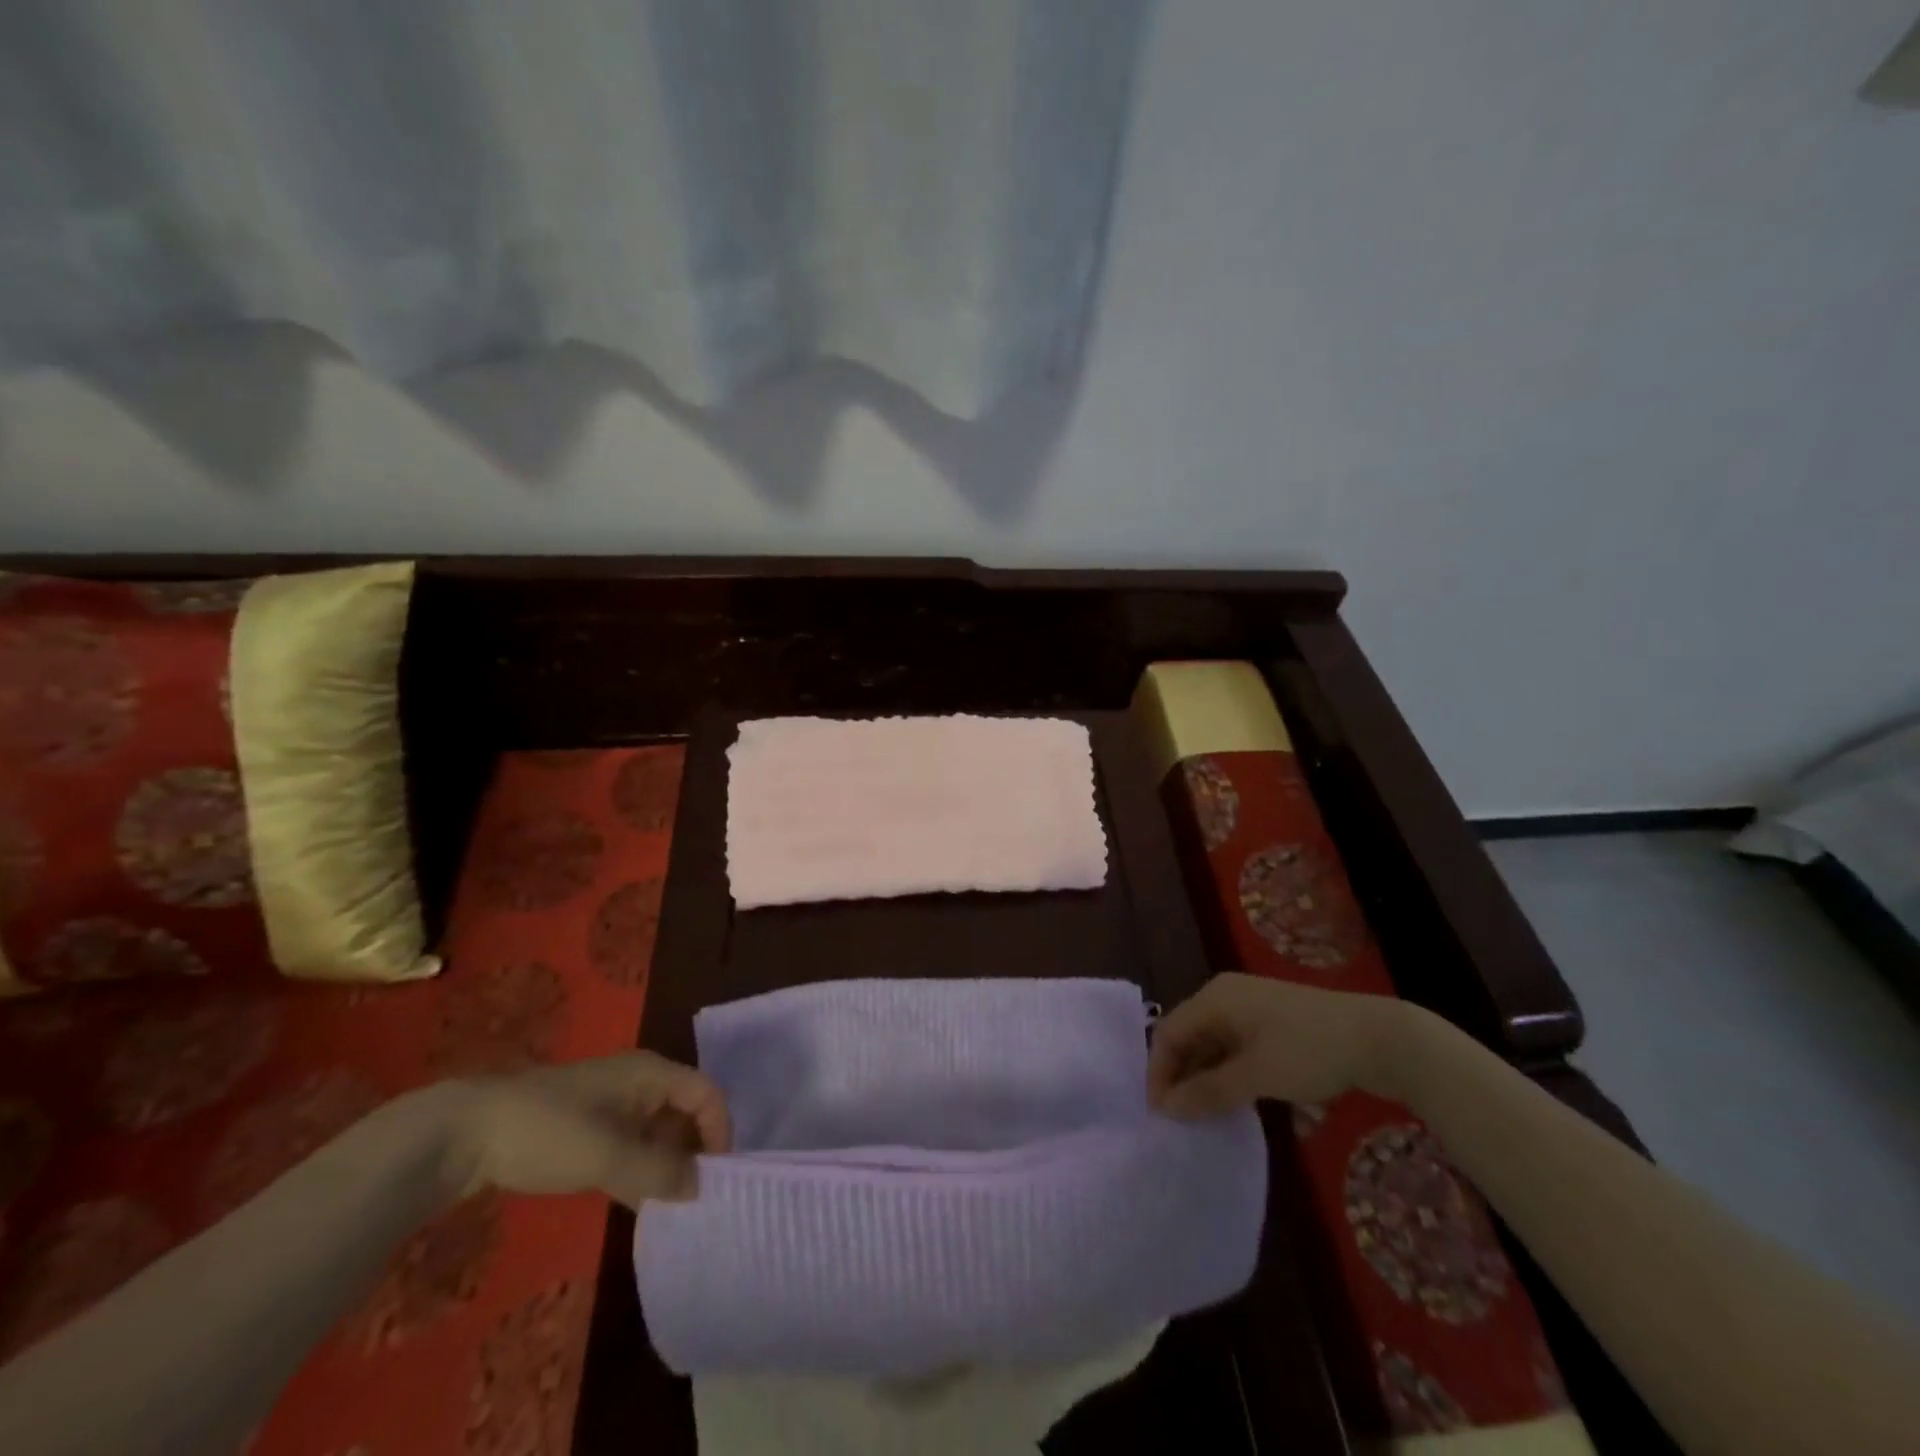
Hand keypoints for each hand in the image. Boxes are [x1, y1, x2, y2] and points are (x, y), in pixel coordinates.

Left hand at [449, 1052, 732, 1209]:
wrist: (466, 1132)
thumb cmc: (549, 1132)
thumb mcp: (608, 1156)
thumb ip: (659, 1173)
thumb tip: (702, 1188)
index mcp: (651, 1073)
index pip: (706, 1093)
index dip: (719, 1130)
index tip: (716, 1177)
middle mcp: (638, 1080)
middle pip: (685, 1110)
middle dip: (694, 1150)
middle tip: (693, 1197)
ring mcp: (610, 1101)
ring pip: (657, 1129)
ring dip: (666, 1163)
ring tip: (667, 1205)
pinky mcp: (586, 1123)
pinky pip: (631, 1141)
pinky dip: (640, 1166)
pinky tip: (633, 1199)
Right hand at [1147, 972, 1409, 1117]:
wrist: (1381, 1038)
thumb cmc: (1310, 1051)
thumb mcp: (1257, 1075)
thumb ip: (1209, 1091)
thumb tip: (1166, 1109)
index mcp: (1216, 997)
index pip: (1169, 1032)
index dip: (1159, 1072)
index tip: (1160, 1114)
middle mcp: (1227, 997)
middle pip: (1189, 1036)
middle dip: (1181, 1076)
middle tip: (1180, 1119)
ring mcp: (1252, 1009)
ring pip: (1213, 1045)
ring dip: (1205, 1078)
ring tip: (1204, 1116)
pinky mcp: (1274, 1025)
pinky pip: (1236, 1048)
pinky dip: (1229, 1074)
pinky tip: (1236, 1102)